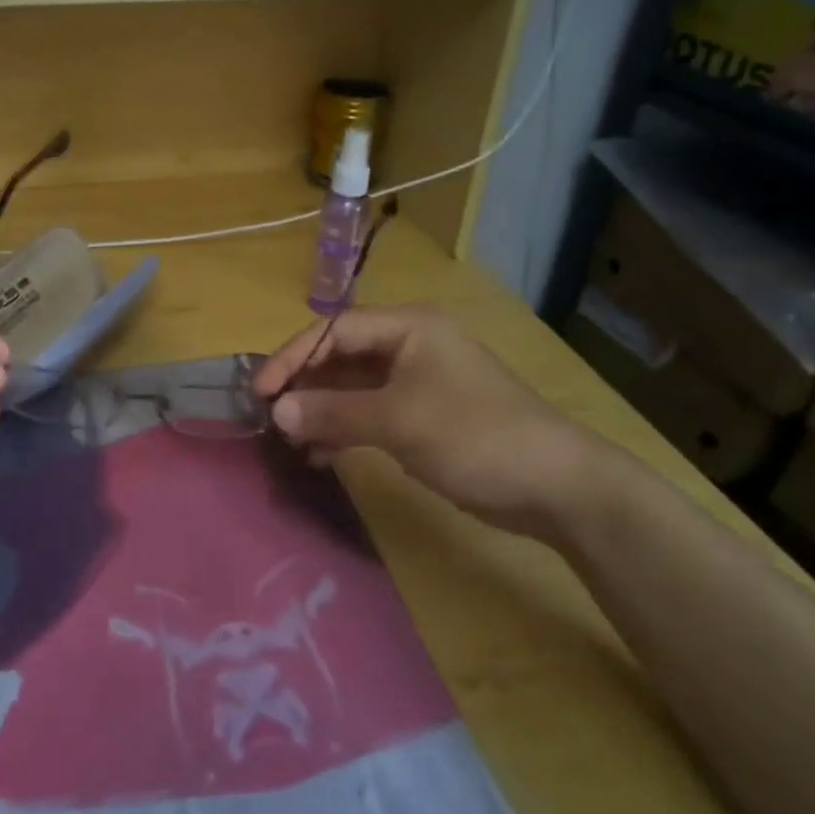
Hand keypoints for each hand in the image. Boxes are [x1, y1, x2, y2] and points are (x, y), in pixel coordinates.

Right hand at [251, 305, 620, 543]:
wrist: (555, 485)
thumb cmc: (474, 435)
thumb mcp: (397, 420)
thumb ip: (333, 412)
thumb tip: (276, 411)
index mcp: (408, 328)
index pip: (334, 330)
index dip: (292, 357)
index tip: (259, 391)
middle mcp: (409, 346)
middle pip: (340, 356)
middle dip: (304, 385)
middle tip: (269, 416)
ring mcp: (416, 383)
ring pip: (352, 388)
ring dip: (320, 411)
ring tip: (291, 440)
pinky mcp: (422, 417)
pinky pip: (369, 414)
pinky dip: (343, 430)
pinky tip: (321, 455)